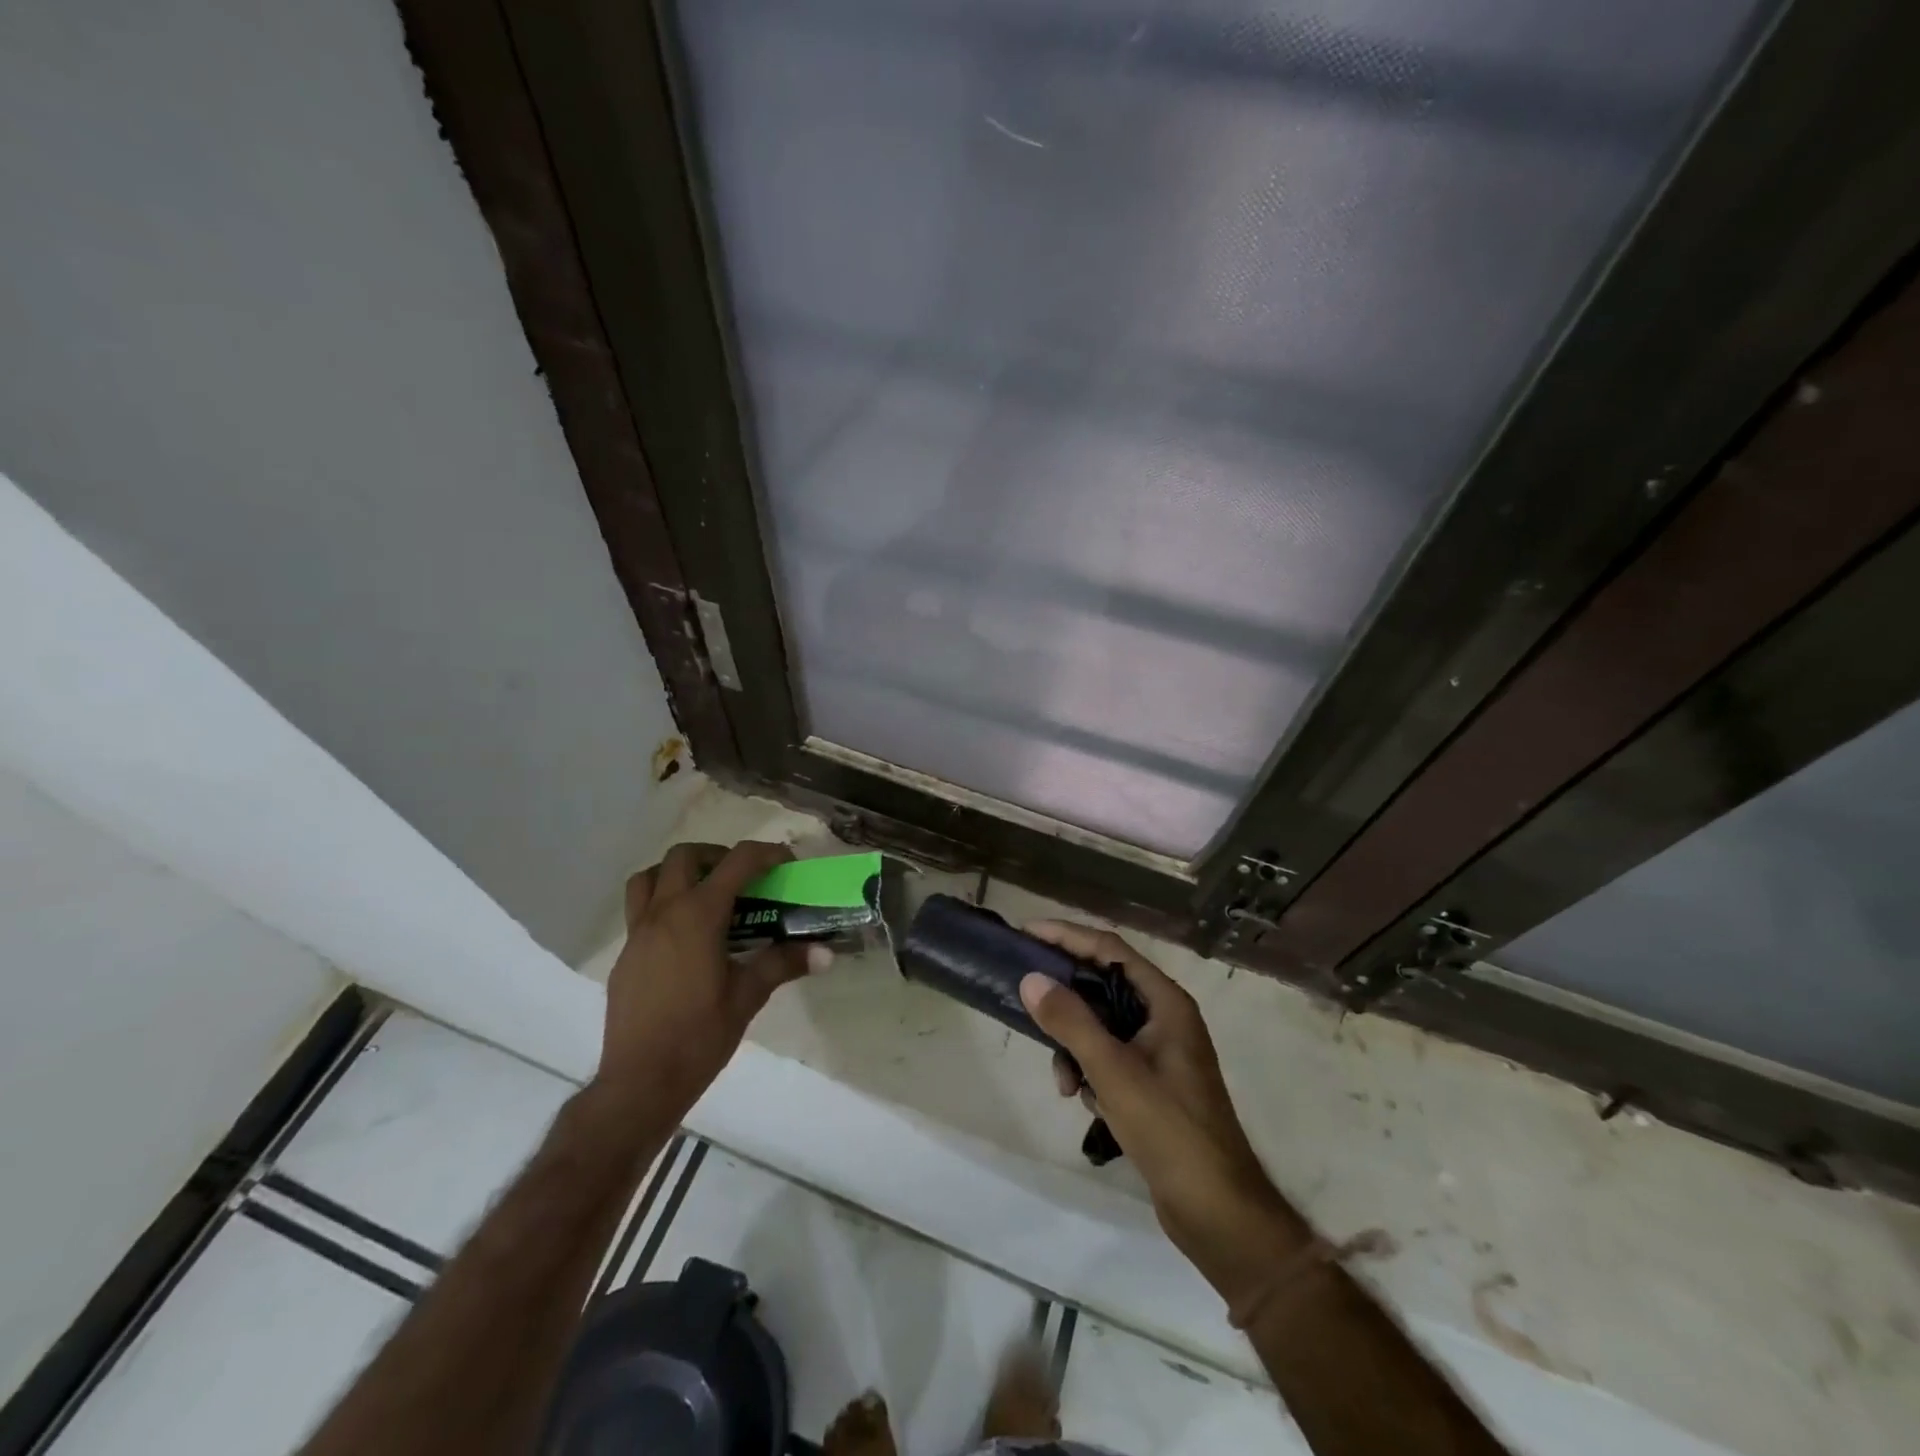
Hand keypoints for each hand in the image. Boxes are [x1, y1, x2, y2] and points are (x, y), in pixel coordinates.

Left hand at [596, 841, 825, 1118]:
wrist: (640, 1082)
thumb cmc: (699, 1036)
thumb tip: (826, 953)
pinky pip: (639, 910)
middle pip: (685, 856)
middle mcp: (664, 913)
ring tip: (705, 895)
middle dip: (717, 856)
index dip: (766, 854)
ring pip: (650, 877)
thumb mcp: (748, 997)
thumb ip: (784, 964)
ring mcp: (638, 933)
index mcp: (699, 916)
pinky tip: (684, 939)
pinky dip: (663, 904)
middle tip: (742, 879)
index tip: (786, 863)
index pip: (737, 862)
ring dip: (679, 873)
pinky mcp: (625, 955)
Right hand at [1019, 922, 1308, 1305]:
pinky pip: (1109, 1058)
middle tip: (1026, 997)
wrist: (1217, 1211)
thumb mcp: (1114, 1071)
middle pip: (1103, 985)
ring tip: (1064, 1082)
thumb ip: (1071, 1022)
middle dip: (1066, 1000)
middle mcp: (1164, 1018)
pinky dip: (1090, 1072)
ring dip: (1075, 1046)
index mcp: (1166, 1002)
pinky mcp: (1152, 1083)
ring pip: (1101, 1026)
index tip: (1028, 933)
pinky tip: (1085, 1101)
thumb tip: (1031, 978)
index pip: (1110, 949)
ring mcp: (1160, 1052)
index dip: (1068, 936)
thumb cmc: (1170, 1130)